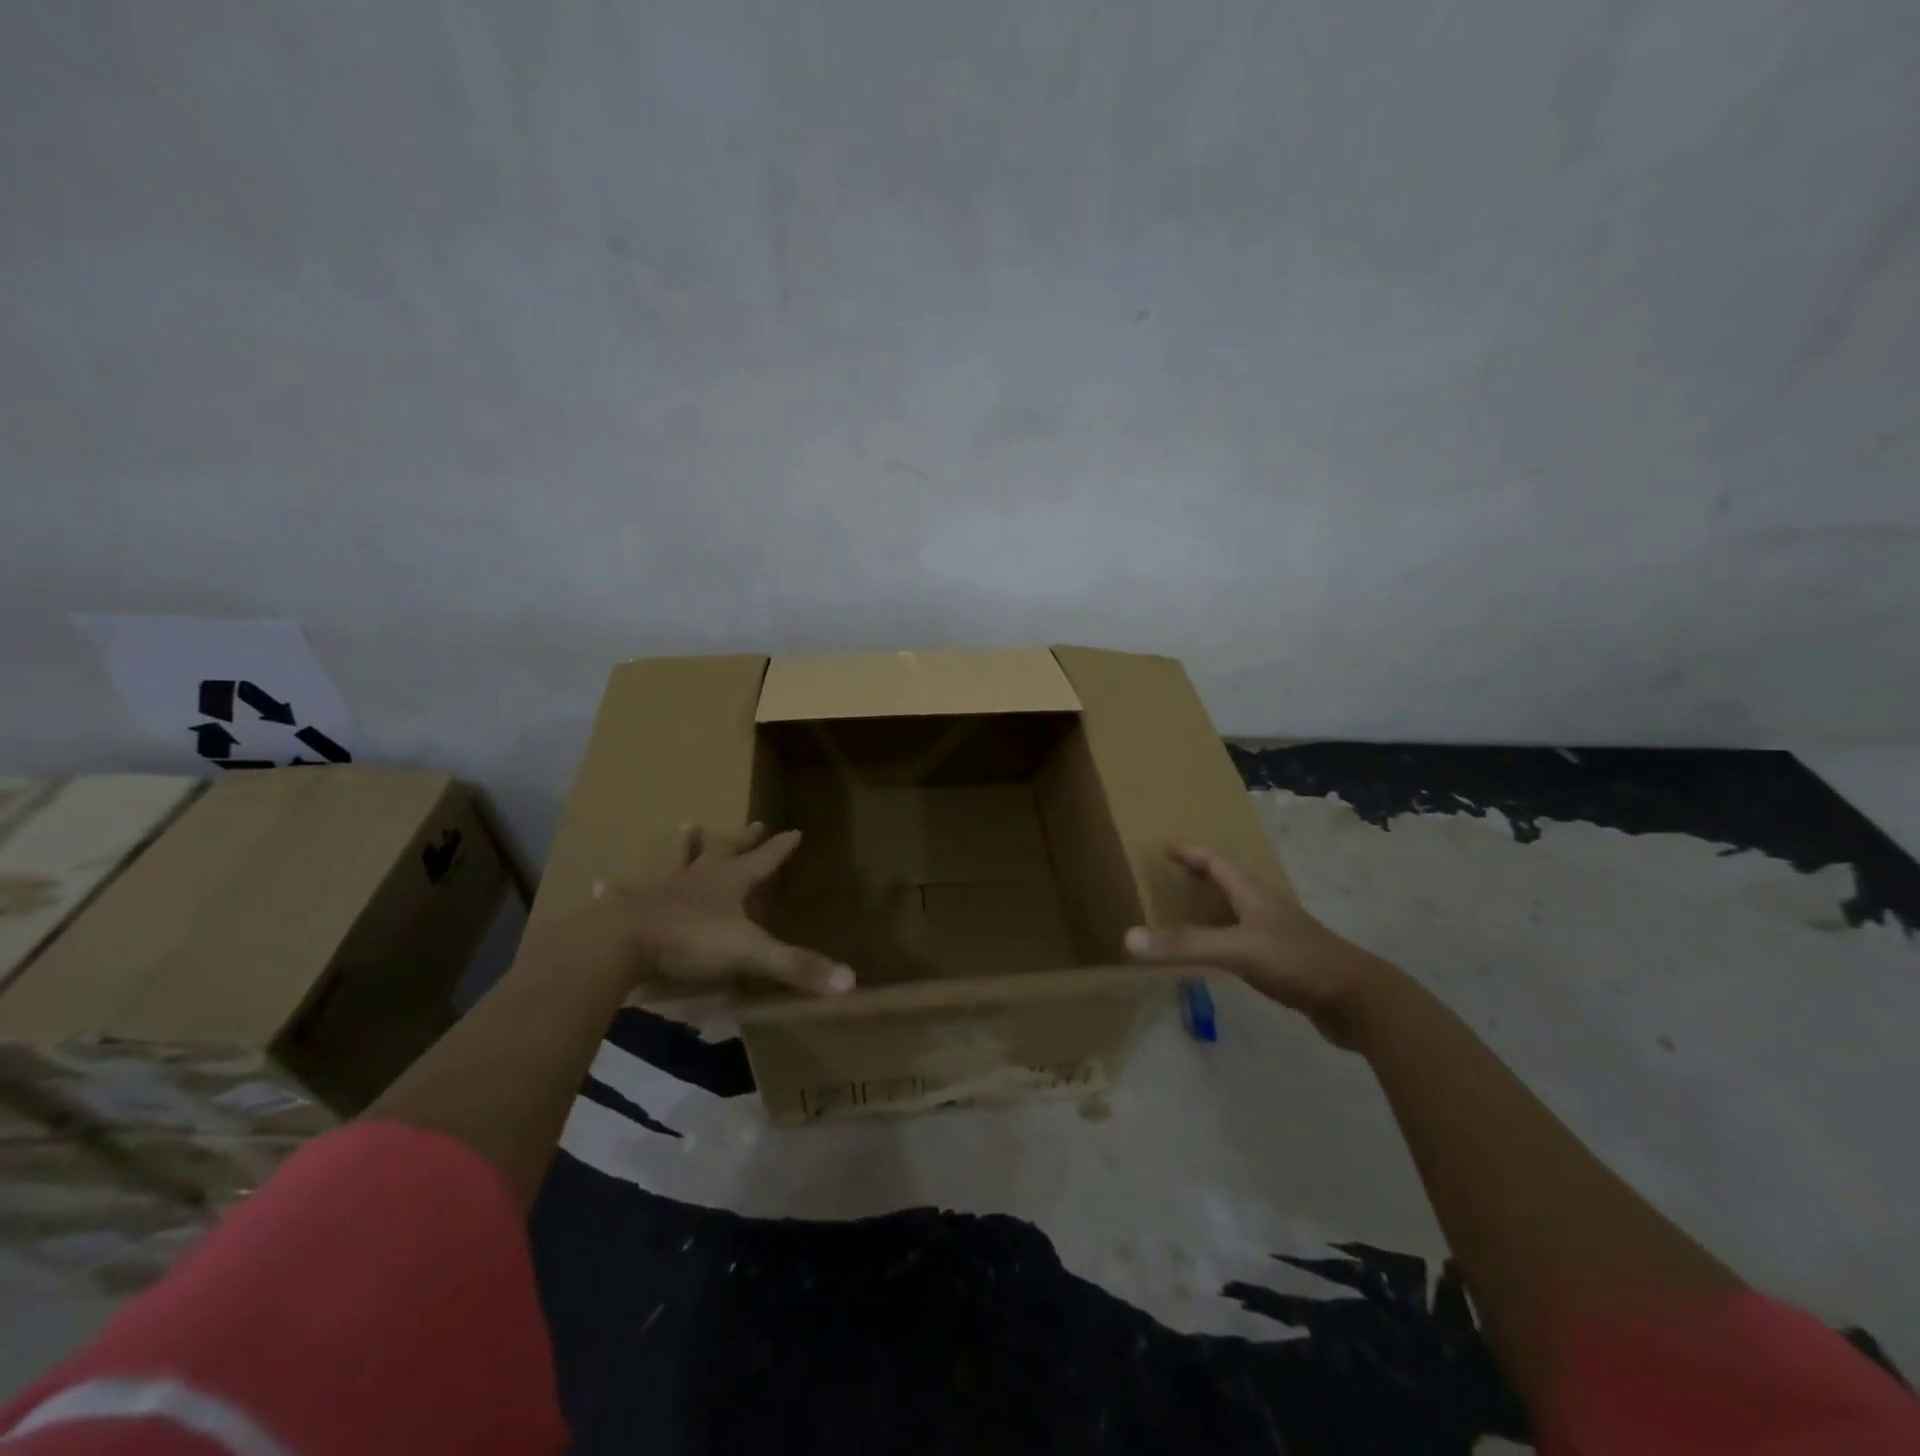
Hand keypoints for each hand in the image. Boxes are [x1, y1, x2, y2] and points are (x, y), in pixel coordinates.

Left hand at [537, 823, 855, 996]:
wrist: (622, 945)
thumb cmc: (691, 942)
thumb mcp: (750, 954)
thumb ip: (795, 966)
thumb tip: (850, 981)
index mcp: (729, 882)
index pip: (763, 860)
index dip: (780, 848)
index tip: (794, 830)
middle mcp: (697, 876)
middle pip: (723, 850)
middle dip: (740, 838)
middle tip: (752, 823)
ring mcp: (660, 887)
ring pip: (675, 858)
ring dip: (684, 844)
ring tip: (687, 825)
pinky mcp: (627, 906)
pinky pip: (622, 893)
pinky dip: (616, 888)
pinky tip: (604, 882)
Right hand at [1122, 844, 1396, 1047]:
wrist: (1359, 1001)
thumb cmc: (1297, 962)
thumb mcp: (1236, 949)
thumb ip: (1185, 945)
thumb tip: (1128, 938)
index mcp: (1254, 895)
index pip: (1217, 863)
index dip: (1191, 853)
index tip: (1165, 846)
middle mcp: (1266, 909)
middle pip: (1229, 883)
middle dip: (1200, 875)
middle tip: (1171, 875)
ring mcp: (1278, 936)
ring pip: (1238, 912)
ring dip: (1213, 907)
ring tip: (1186, 912)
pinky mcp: (1286, 963)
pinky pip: (1246, 941)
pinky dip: (1224, 939)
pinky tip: (1217, 957)